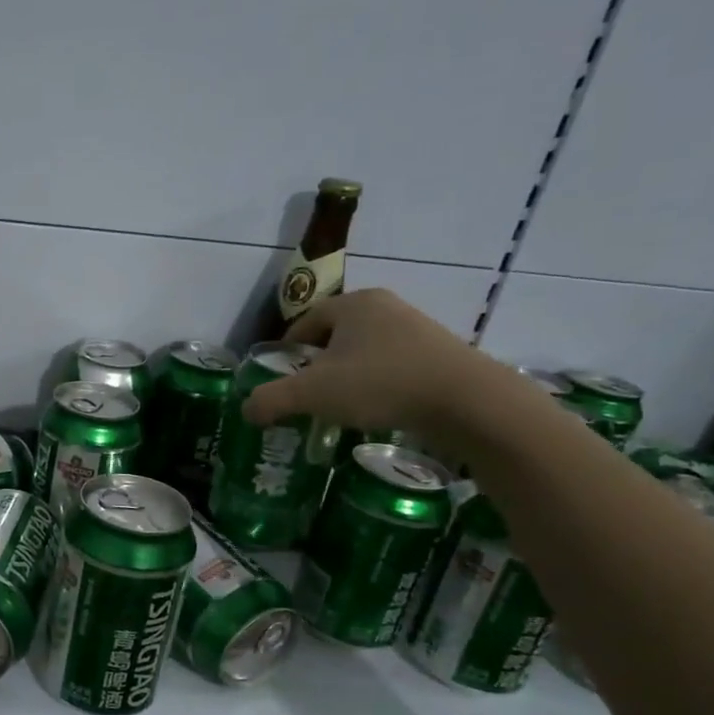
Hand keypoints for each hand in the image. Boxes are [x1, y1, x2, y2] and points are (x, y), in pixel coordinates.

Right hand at [241, 288, 505, 440]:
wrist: (466, 400)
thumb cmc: (380, 384)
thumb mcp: (313, 394)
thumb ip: (272, 399)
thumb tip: (246, 409)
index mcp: (352, 304)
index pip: (304, 323)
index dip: (286, 353)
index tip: (280, 381)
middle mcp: (384, 306)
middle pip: (334, 336)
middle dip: (317, 366)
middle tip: (307, 396)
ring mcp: (416, 328)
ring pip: (364, 351)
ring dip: (348, 376)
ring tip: (341, 407)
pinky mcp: (439, 353)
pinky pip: (392, 365)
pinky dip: (377, 384)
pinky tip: (377, 409)